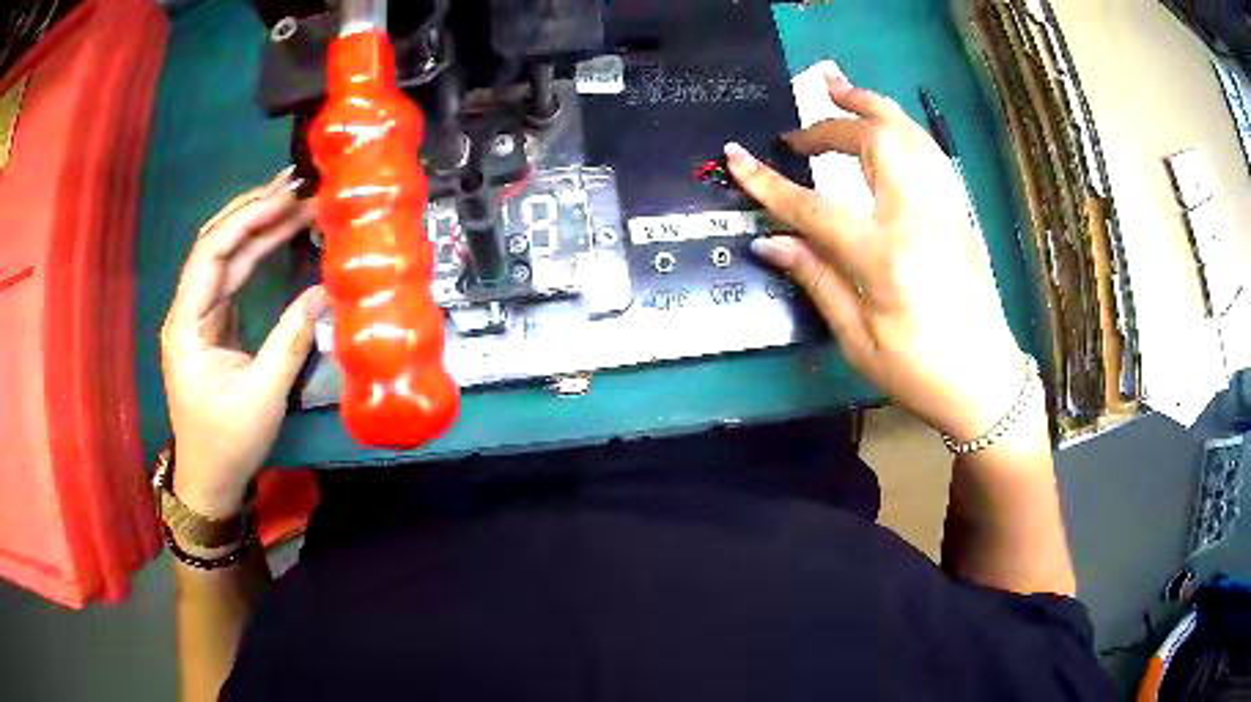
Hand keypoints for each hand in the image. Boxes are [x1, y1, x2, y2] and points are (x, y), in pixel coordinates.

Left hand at [161, 168, 325, 519]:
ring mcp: (201, 313)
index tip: (286, 197)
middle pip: (215, 243)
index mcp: (187, 324)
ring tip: (295, 198)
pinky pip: (234, 274)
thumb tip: (323, 293)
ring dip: (258, 224)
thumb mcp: (262, 397)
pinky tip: (281, 232)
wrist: (210, 477)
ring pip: (225, 254)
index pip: (210, 253)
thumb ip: (290, 341)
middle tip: (296, 183)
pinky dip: (258, 249)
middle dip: (253, 209)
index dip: (246, 219)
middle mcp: (188, 309)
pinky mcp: (215, 321)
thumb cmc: (228, 443)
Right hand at [728, 72, 1027, 442]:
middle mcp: (919, 219)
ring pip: (910, 134)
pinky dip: (904, 128)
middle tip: (797, 129)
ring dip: (872, 105)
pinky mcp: (960, 213)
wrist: (986, 383)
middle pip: (875, 142)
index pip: (815, 207)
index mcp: (886, 258)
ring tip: (840, 88)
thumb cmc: (920, 373)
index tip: (736, 157)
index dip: (770, 182)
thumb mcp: (859, 340)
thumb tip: (771, 242)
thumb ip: (818, 280)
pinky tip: (888, 125)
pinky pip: (932, 152)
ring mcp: (946, 210)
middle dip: (830, 124)